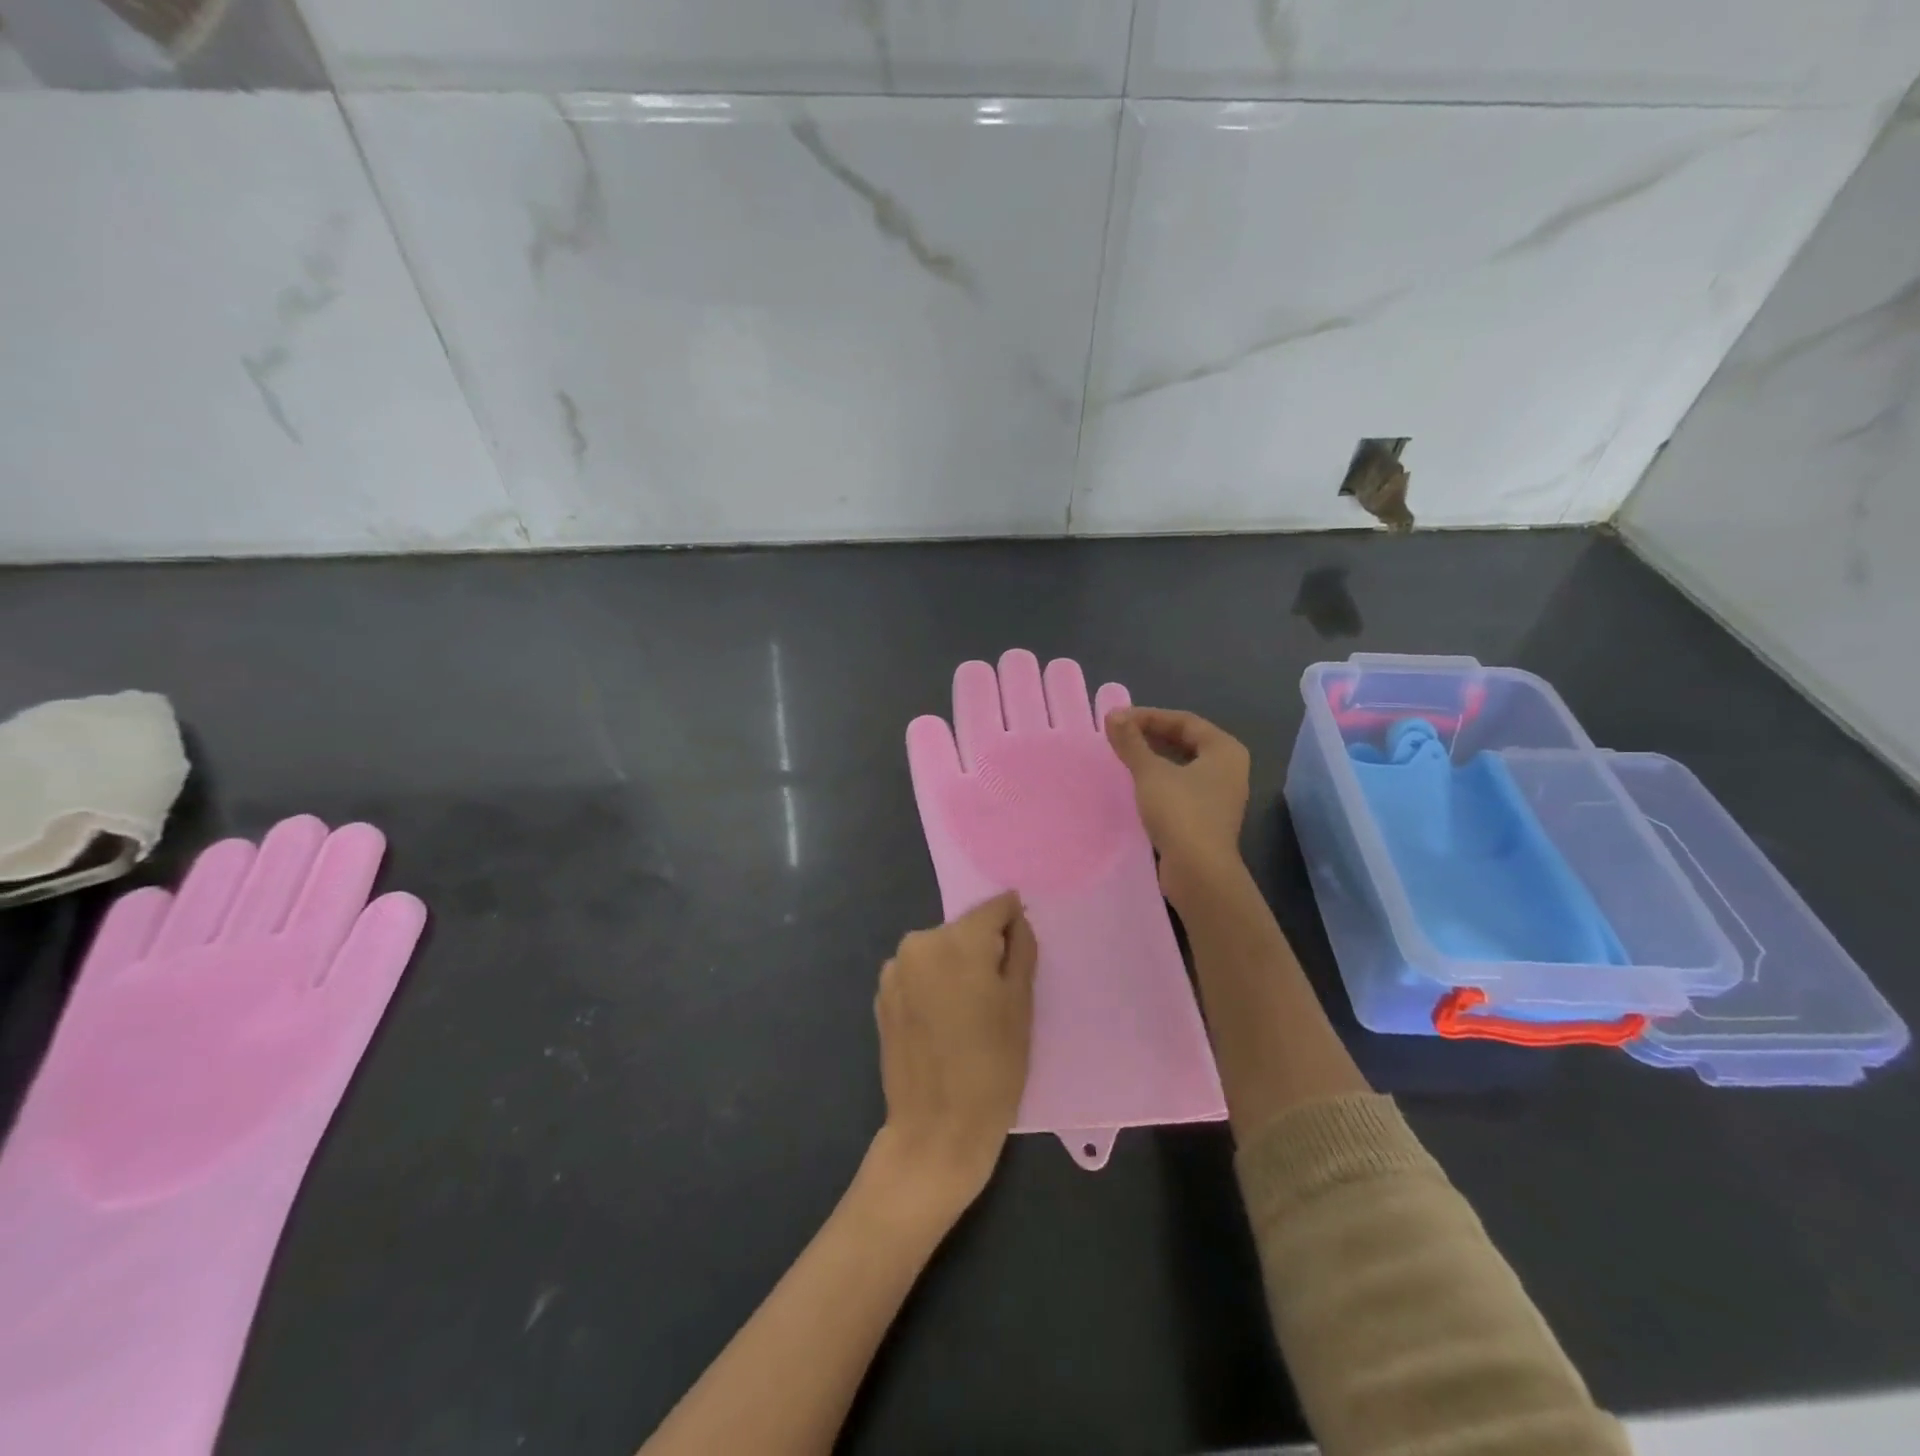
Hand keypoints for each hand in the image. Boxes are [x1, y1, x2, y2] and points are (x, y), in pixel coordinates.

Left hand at [870, 891, 1036, 1213]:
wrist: (936, 1129)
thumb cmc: (993, 1067)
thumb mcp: (1021, 1004)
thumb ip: (1021, 949)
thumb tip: (1016, 919)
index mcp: (957, 940)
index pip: (994, 908)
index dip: (1013, 921)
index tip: (1022, 945)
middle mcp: (920, 942)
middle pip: (964, 929)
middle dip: (983, 949)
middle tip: (1000, 992)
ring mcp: (895, 969)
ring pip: (940, 951)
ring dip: (956, 967)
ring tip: (970, 1012)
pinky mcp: (882, 995)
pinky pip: (919, 973)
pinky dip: (934, 984)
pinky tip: (944, 1022)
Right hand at [1104, 707, 1250, 905]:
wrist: (1199, 872)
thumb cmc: (1180, 812)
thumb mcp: (1151, 773)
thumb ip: (1131, 742)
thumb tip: (1113, 715)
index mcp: (1225, 749)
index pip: (1184, 721)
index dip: (1149, 716)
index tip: (1117, 720)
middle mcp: (1229, 768)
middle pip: (1186, 741)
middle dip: (1151, 736)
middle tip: (1119, 736)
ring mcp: (1220, 795)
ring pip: (1183, 765)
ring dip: (1154, 758)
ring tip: (1124, 756)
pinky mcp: (1207, 818)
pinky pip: (1181, 787)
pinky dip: (1160, 780)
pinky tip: (1137, 784)